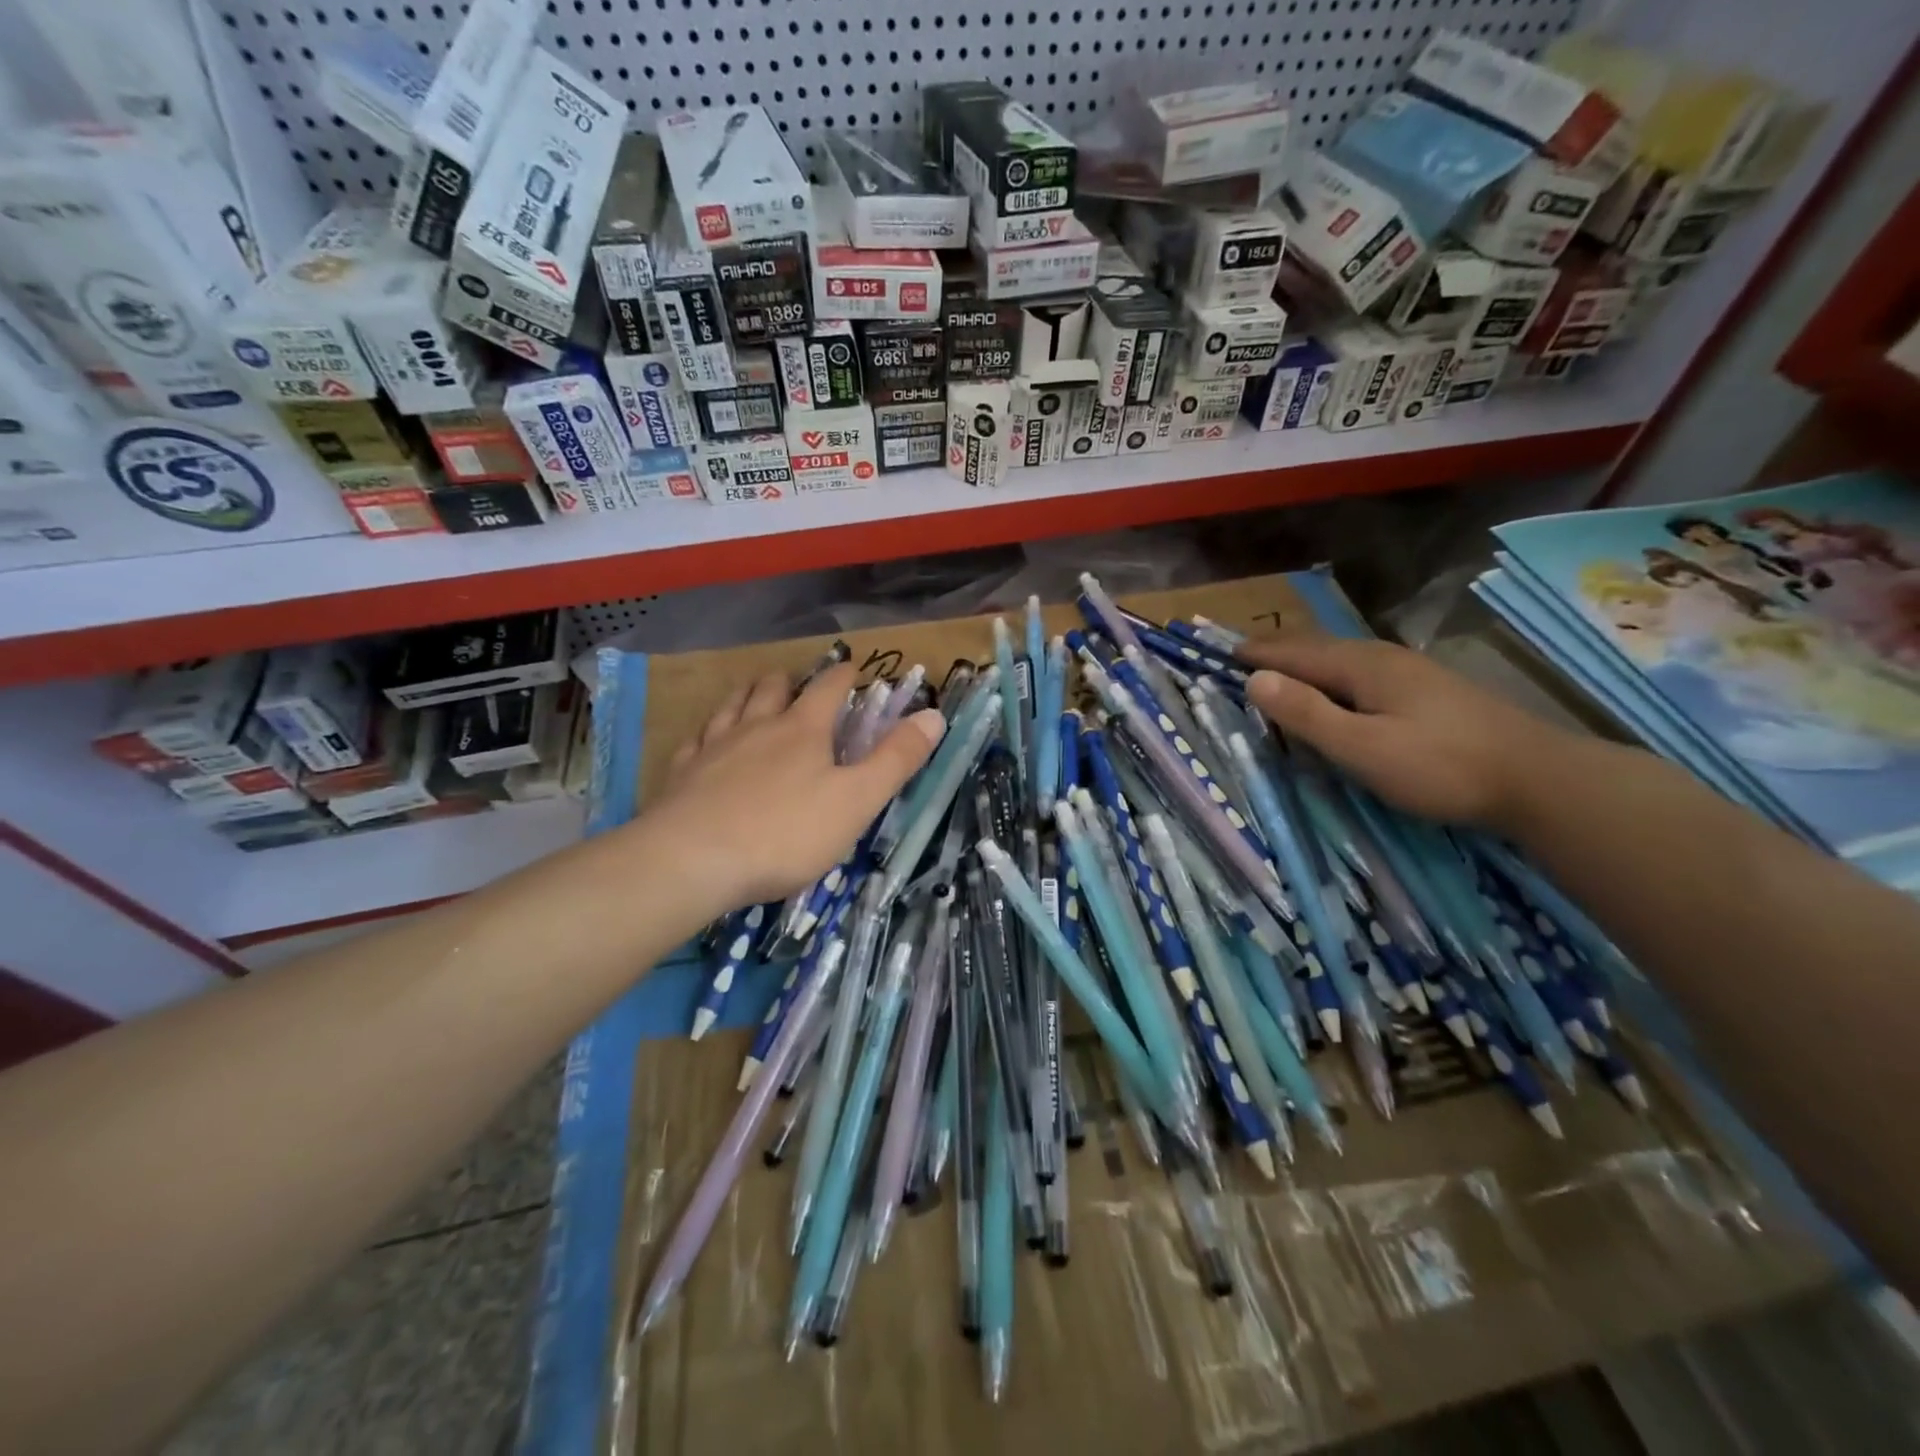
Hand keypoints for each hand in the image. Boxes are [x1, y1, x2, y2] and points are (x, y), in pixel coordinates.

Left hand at [637, 662, 944, 914]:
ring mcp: (714, 748)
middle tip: (797, 682)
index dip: (844, 676)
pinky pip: (695, 740)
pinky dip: (707, 733)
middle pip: (772, 689)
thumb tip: (933, 715)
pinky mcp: (681, 775)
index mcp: (802, 731)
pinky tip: (705, 740)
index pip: (828, 689)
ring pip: (731, 707)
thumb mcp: (856, 801)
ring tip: (753, 694)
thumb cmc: (785, 832)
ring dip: (747, 695)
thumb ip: (896, 759)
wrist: (692, 861)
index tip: (854, 668)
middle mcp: (756, 727)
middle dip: (789, 680)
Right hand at [1241, 635, 1567, 826]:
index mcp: (1361, 666)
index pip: (1293, 653)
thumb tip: (1254, 680)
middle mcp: (1382, 658)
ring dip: (1303, 663)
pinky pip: (1359, 674)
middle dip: (1276, 652)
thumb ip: (1307, 714)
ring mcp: (1409, 673)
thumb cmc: (1441, 766)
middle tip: (1239, 658)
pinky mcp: (1427, 692)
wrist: (1540, 779)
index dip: (1255, 654)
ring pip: (1340, 660)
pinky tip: (1335, 692)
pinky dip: (1329, 677)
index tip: (1218, 653)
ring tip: (1276, 671)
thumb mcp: (1362, 747)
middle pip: (1316, 649)